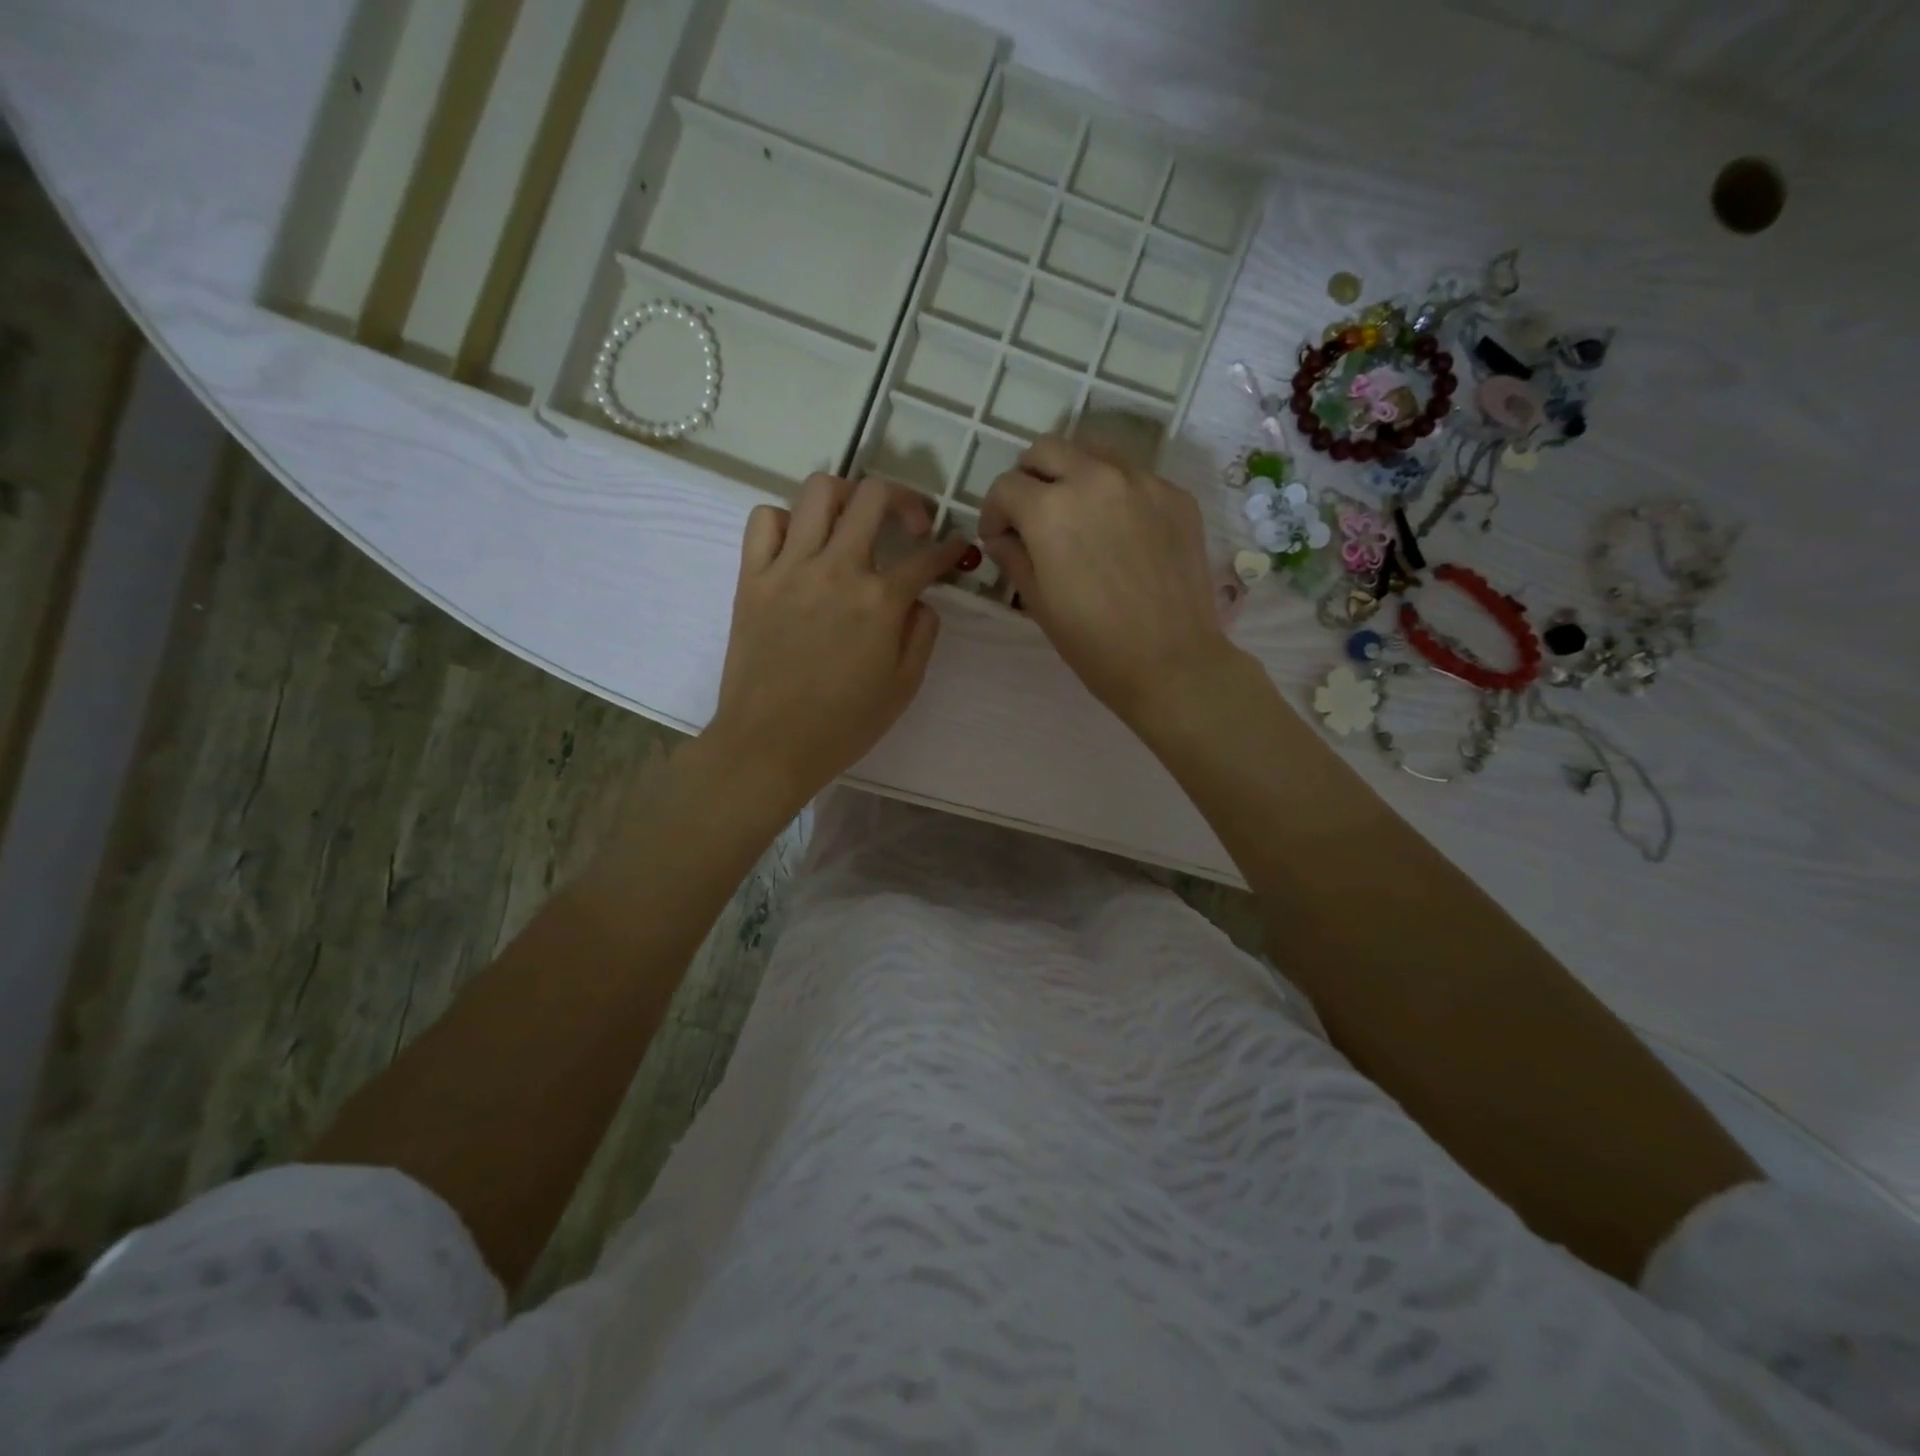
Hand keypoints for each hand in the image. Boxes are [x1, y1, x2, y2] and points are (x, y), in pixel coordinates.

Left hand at [705, 473, 968, 807]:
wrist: (770, 745)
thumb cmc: (844, 725)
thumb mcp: (904, 686)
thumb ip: (922, 633)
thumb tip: (920, 599)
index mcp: (880, 601)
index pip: (927, 558)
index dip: (951, 549)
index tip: (958, 549)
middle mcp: (837, 569)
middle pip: (874, 496)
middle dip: (905, 501)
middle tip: (910, 526)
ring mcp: (789, 567)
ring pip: (818, 491)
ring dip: (846, 496)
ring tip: (853, 522)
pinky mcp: (752, 577)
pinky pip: (764, 520)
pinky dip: (786, 520)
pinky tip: (799, 545)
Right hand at [980, 435, 1243, 727]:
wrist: (1171, 662)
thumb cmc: (1094, 644)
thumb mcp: (1039, 603)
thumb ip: (1014, 557)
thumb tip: (1002, 537)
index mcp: (1050, 509)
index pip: (1005, 486)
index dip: (993, 512)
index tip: (999, 537)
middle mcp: (1094, 479)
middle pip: (1047, 449)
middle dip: (1029, 478)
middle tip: (1032, 515)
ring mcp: (1142, 482)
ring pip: (1094, 450)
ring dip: (1074, 472)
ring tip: (1077, 512)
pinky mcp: (1176, 495)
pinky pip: (1135, 476)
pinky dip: (1117, 492)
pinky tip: (1122, 532)